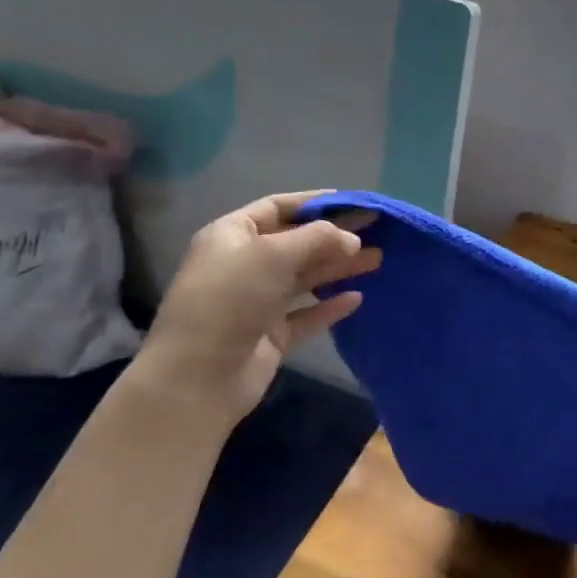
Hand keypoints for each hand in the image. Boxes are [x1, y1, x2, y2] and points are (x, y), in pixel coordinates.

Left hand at [136, 191, 381, 420]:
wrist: (198, 375)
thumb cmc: (231, 299)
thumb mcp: (273, 255)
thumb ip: (318, 239)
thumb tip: (351, 240)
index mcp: (232, 236)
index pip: (277, 208)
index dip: (314, 203)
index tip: (353, 202)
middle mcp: (244, 265)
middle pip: (296, 243)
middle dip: (334, 236)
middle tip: (376, 230)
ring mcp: (257, 302)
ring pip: (305, 278)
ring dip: (339, 267)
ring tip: (377, 259)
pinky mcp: (271, 335)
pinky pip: (307, 314)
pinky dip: (330, 306)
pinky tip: (357, 298)